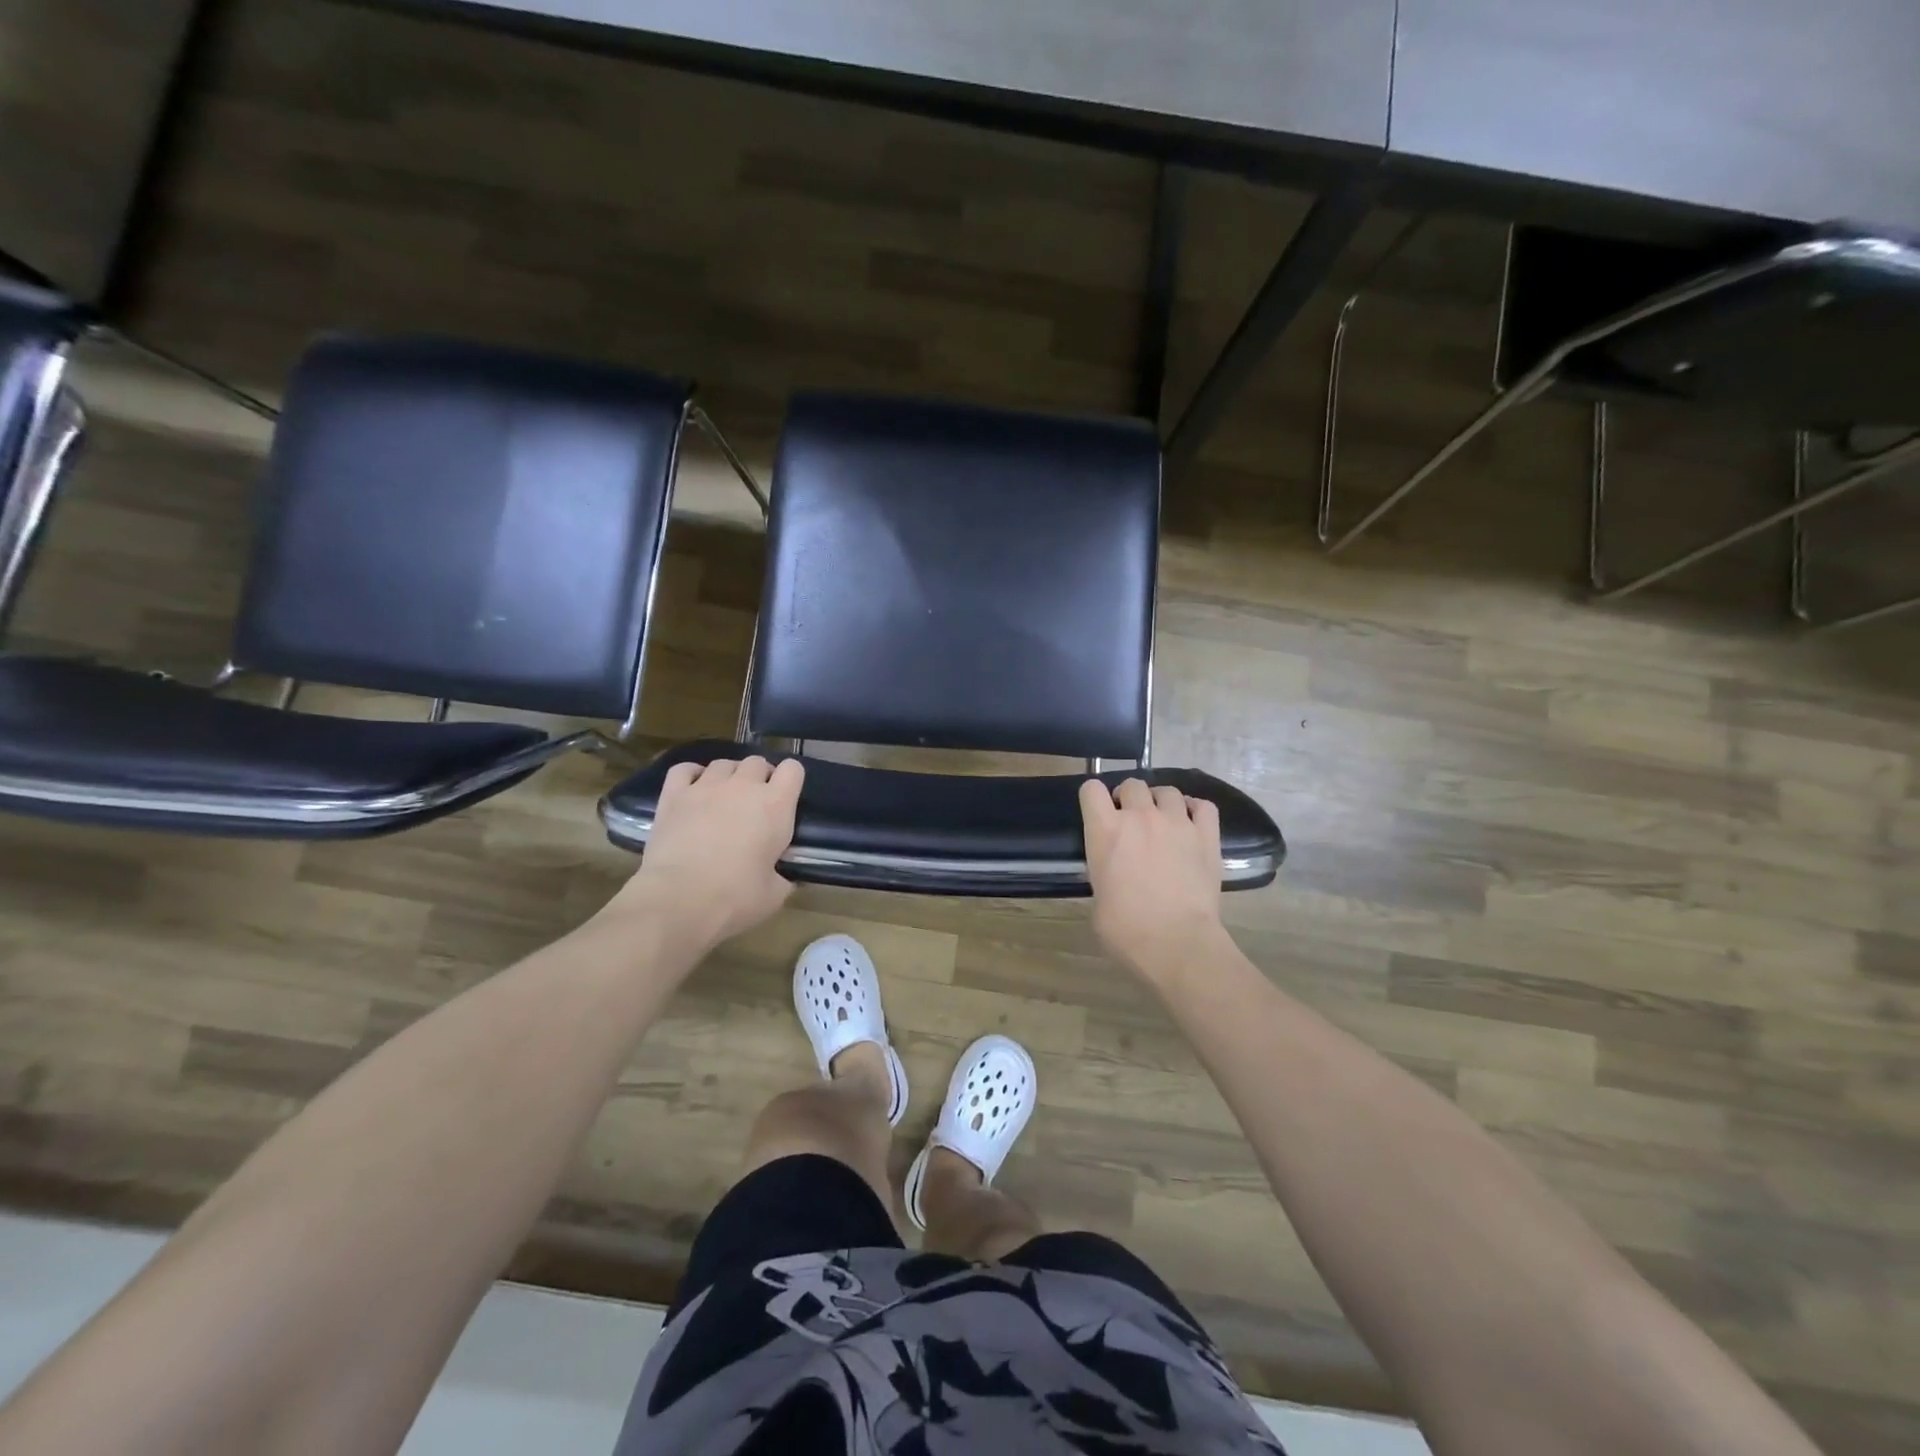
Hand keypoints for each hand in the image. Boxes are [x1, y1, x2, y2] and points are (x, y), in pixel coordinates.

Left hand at [609, 756, 803, 952]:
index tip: (786, 798)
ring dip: (729, 776)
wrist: (679, 900)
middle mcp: (743, 786)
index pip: (793, 769)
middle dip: (759, 777)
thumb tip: (782, 876)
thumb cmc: (735, 898)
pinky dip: (692, 774)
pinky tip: (693, 789)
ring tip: (724, 797)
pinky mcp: (674, 795)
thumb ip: (783, 876)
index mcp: (776, 806)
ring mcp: (706, 787)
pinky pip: (685, 769)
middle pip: (757, 762)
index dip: (791, 780)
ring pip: (723, 763)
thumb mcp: (775, 894)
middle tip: (755, 802)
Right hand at [1079, 779, 1225, 983]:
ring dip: (1161, 802)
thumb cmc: (1126, 929)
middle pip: (1132, 784)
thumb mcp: (1097, 899)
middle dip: (1128, 798)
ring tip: (1163, 820)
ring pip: (1167, 791)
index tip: (1098, 812)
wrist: (1176, 943)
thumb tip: (1114, 875)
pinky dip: (1196, 809)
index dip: (1093, 798)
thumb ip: (1104, 871)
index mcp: (1105, 830)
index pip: (1091, 789)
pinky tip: (1192, 822)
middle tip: (1131, 820)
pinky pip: (1203, 806)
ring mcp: (1177, 822)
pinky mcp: (1207, 835)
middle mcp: (1140, 816)